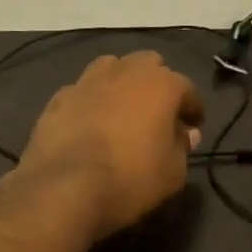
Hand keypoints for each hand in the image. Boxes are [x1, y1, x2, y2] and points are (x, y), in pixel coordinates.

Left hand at [20, 52, 203, 238]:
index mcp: (160, 84)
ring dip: (122, 83)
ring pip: (111, 67)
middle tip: (158, 113)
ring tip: (122, 109)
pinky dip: (91, 101)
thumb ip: (182, 147)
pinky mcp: (58, 98)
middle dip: (157, 84)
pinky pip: (82, 90)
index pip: (187, 89)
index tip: (193, 127)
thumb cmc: (131, 178)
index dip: (193, 109)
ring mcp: (87, 81)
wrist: (65, 187)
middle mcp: (125, 72)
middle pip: (148, 64)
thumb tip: (185, 134)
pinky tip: (90, 122)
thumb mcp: (173, 172)